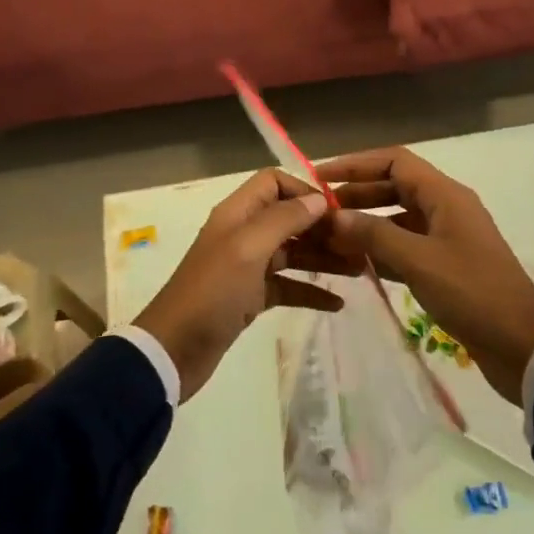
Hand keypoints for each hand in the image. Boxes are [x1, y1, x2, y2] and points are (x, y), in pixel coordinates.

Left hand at [134, 169, 344, 398]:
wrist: (174, 350)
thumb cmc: (212, 292)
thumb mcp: (248, 249)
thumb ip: (284, 219)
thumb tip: (318, 199)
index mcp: (237, 214)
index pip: (274, 183)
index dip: (305, 191)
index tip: (337, 212)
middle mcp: (243, 234)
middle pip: (289, 218)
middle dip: (323, 228)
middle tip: (359, 245)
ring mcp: (247, 267)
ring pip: (292, 253)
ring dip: (323, 259)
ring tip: (359, 271)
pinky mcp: (251, 298)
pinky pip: (287, 286)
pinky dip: (311, 291)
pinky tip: (338, 304)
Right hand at [315, 148, 533, 404]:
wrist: (522, 346)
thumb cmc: (472, 293)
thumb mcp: (418, 261)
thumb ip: (373, 235)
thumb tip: (333, 216)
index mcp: (445, 196)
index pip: (395, 162)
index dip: (356, 164)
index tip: (320, 177)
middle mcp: (446, 208)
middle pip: (394, 187)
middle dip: (356, 194)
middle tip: (318, 210)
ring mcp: (447, 237)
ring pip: (398, 218)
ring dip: (366, 224)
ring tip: (330, 237)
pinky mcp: (446, 266)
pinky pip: (406, 246)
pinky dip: (380, 249)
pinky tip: (355, 263)